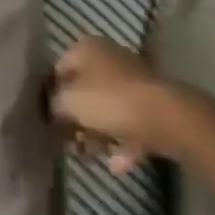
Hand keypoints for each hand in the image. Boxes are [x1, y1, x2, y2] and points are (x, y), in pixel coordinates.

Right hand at [49, 36, 212, 172]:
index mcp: (86, 48)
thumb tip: (52, 111)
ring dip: (98, 134)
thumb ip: (55, 106)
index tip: (47, 120)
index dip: (50, 95)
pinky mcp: (153, 104)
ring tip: (89, 157)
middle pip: (84, 90)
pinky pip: (130, 124)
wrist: (168, 117)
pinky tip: (116, 166)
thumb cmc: (110, 101)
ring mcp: (134, 81)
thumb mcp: (70, 102)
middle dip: (76, 119)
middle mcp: (109, 58)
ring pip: (108, 108)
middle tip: (67, 142)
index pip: (58, 69)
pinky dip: (122, 143)